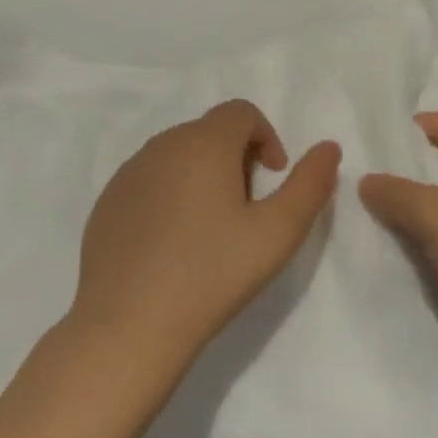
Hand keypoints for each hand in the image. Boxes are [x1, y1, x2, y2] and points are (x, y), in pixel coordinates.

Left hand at [70, 100, 340, 375]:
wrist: (127, 325)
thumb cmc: (211, 274)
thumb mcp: (277, 233)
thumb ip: (309, 184)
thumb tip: (328, 148)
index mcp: (204, 142)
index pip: (241, 112)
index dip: (266, 138)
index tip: (272, 179)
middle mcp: (162, 144)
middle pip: (209, 131)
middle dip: (236, 158)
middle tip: (246, 210)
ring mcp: (129, 172)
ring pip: (178, 154)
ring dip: (202, 175)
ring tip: (211, 229)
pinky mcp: (108, 200)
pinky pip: (149, 180)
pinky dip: (169, 194)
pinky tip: (172, 244)